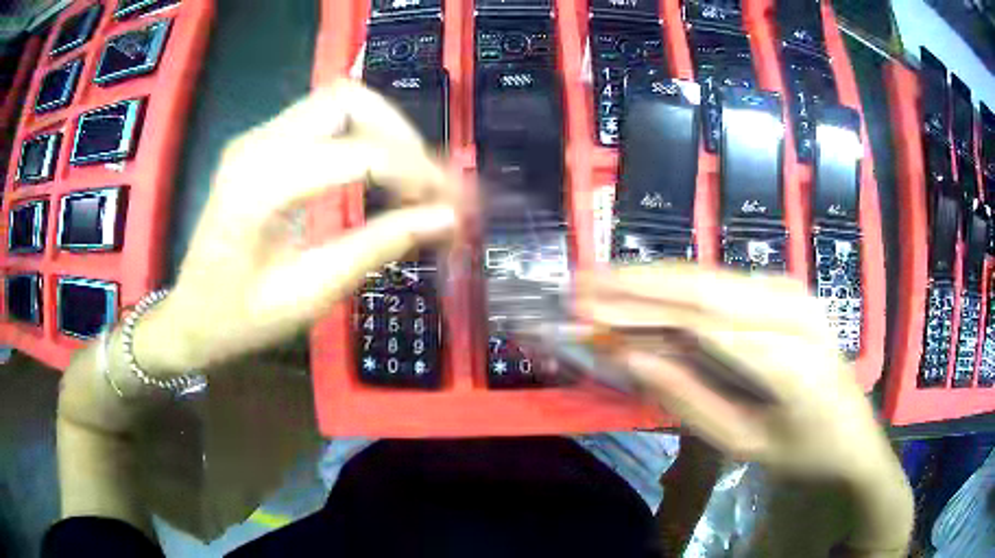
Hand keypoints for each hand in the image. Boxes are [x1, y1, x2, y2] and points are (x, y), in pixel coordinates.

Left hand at [138, 81, 457, 372]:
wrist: (190, 315)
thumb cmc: (240, 320)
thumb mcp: (309, 294)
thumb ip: (376, 247)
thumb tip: (444, 219)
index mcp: (258, 188)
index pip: (356, 153)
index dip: (414, 172)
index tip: (450, 204)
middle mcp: (256, 145)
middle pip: (348, 100)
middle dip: (401, 135)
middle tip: (430, 184)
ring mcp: (256, 138)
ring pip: (339, 101)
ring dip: (385, 131)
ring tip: (411, 178)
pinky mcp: (261, 144)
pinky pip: (324, 118)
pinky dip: (362, 136)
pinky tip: (377, 172)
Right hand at [576, 264, 911, 551]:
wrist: (854, 432)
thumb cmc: (803, 449)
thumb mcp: (743, 443)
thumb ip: (688, 398)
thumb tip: (633, 356)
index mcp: (787, 355)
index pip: (699, 320)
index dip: (637, 310)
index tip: (584, 308)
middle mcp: (790, 307)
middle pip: (701, 285)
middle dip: (633, 282)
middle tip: (578, 283)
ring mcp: (790, 291)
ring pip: (707, 276)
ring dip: (651, 279)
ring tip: (599, 283)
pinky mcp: (784, 289)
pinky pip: (721, 283)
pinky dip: (678, 287)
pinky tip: (646, 293)